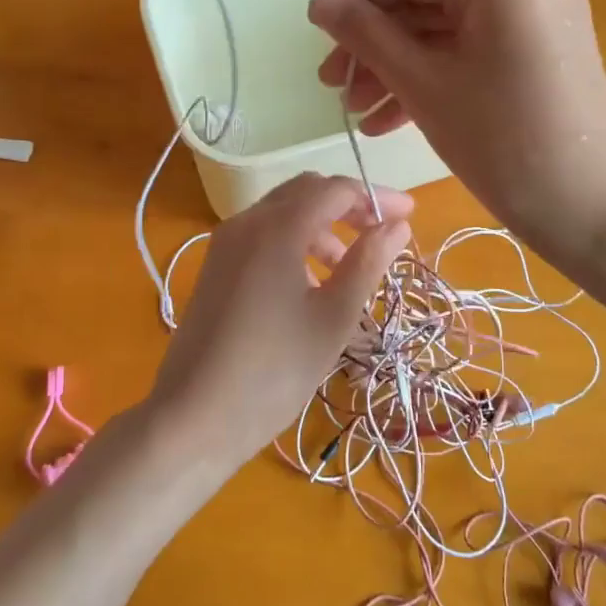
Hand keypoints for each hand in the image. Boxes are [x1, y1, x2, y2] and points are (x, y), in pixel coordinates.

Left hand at [145, 173, 411, 468]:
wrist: (195, 415)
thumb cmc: (274, 369)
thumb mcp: (334, 317)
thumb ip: (368, 262)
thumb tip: (397, 225)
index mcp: (277, 227)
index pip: (335, 189)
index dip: (375, 197)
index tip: (409, 216)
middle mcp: (246, 222)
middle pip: (305, 192)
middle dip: (348, 206)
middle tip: (381, 235)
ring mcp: (225, 243)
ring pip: (282, 213)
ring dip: (321, 227)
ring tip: (348, 268)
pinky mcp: (215, 266)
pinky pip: (262, 235)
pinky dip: (294, 242)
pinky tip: (309, 284)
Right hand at [307, 0, 605, 269]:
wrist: (596, 211)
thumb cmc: (503, 144)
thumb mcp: (424, 86)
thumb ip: (367, 36)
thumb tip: (319, 1)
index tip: (315, 33)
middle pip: (431, 3)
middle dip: (377, 47)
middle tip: (334, 87)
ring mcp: (546, 20)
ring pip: (453, 33)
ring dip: (402, 70)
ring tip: (360, 115)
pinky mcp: (551, 54)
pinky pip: (480, 54)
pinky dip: (440, 79)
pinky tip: (395, 119)